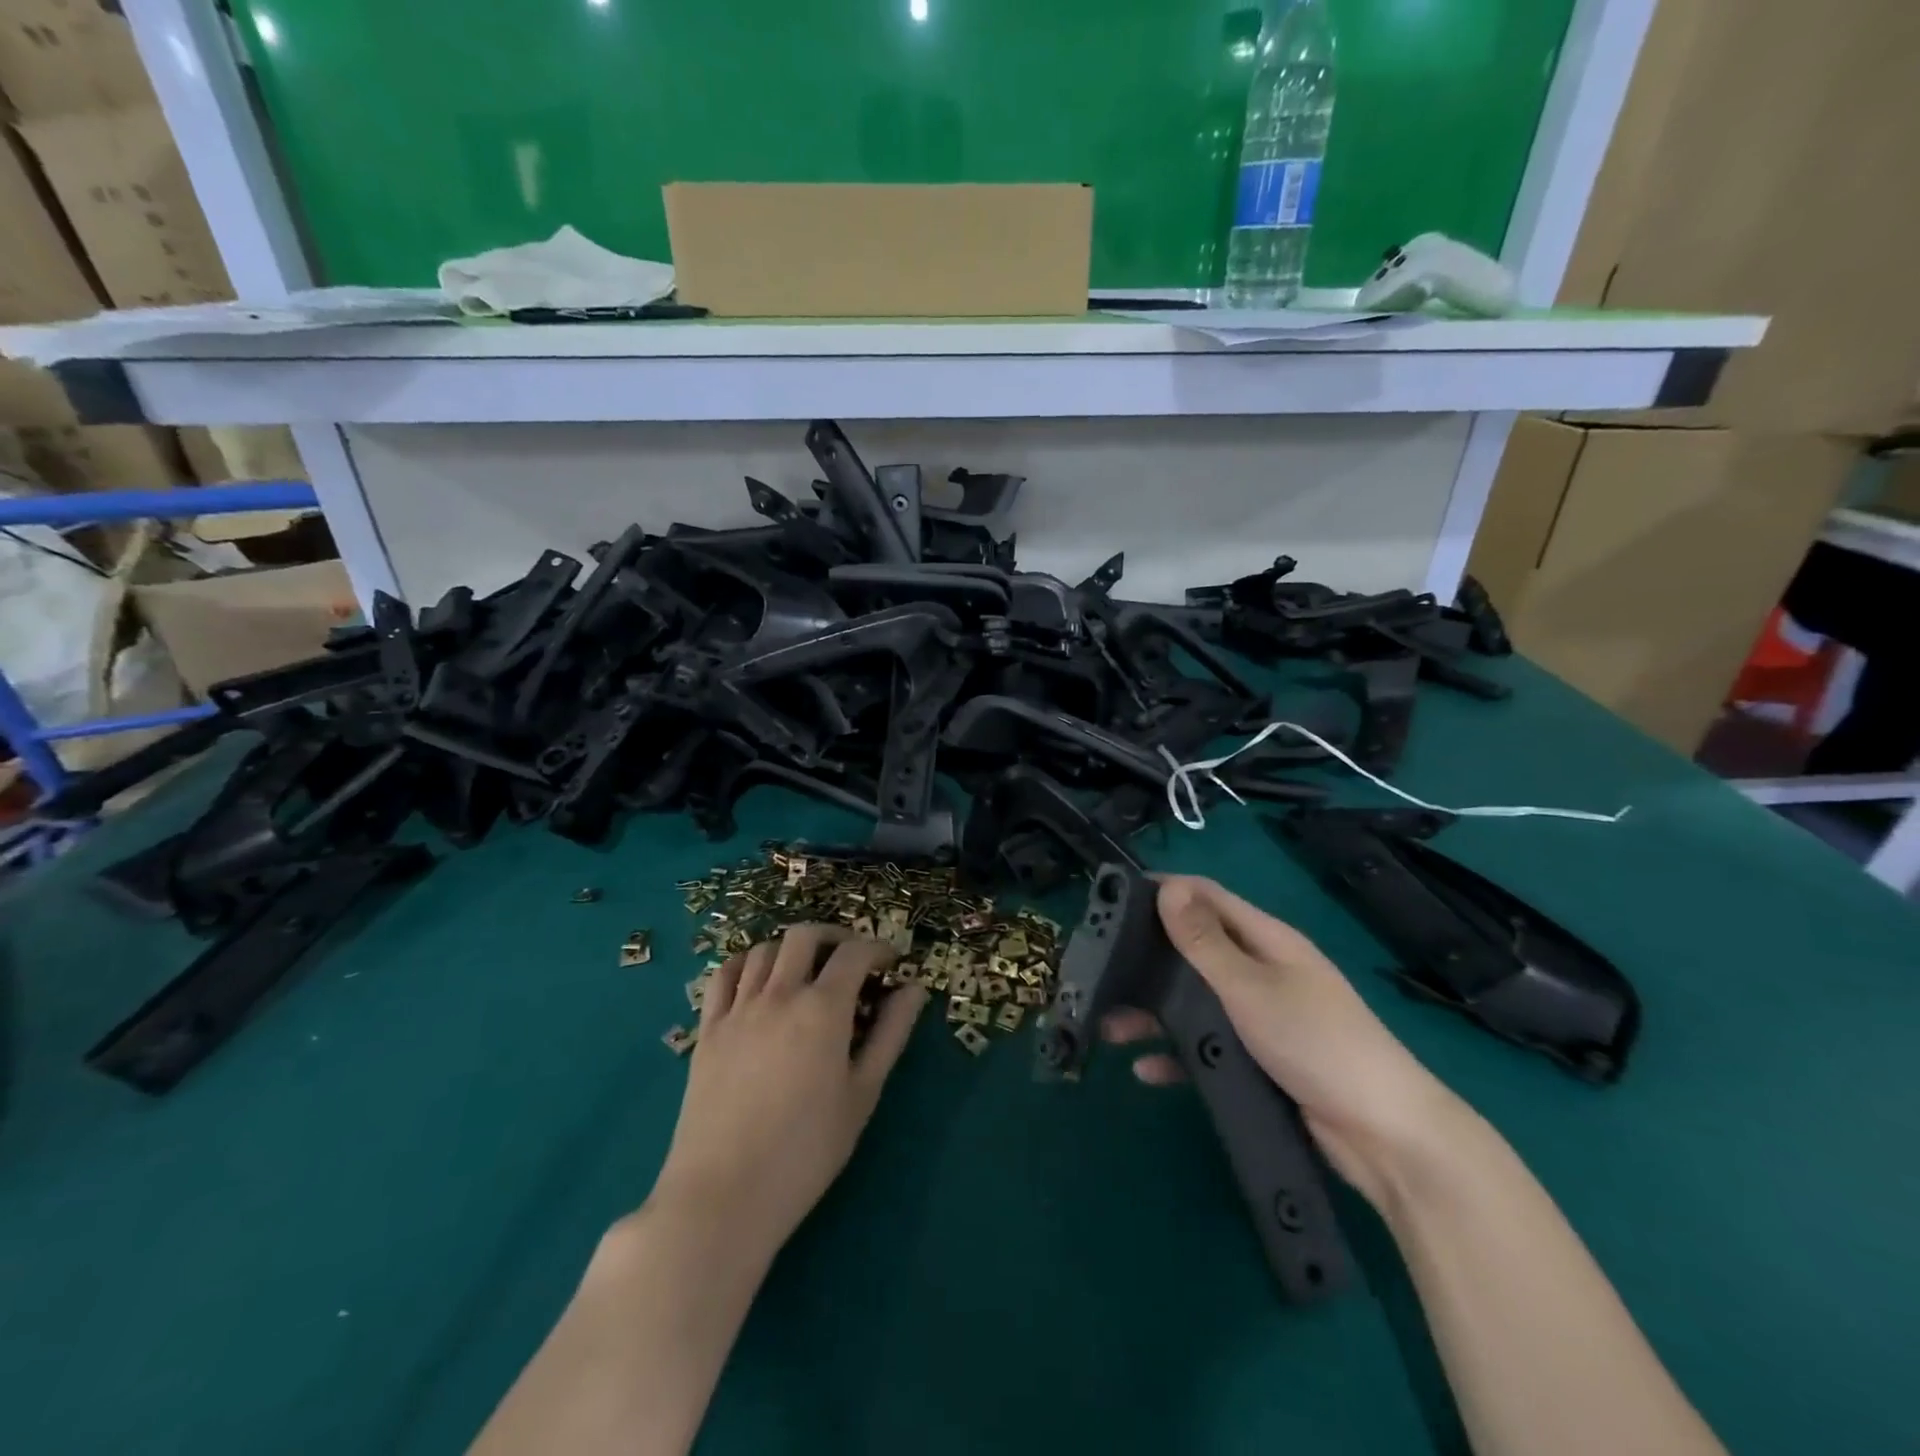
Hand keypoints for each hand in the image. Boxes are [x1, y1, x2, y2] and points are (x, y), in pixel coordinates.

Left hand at [649, 925, 927, 1259]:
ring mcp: (737, 1009)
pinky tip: (757, 979)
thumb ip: (890, 1034)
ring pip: (763, 950)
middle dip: (834, 937)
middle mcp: (779, 994)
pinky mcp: (707, 1030)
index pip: (854, 953)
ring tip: (806, 970)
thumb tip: (914, 990)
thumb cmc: (806, 1151)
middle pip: (804, 936)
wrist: (725, 1195)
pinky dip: (745, 964)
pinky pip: (723, 976)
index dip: (878, 948)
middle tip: (850, 958)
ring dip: (791, 949)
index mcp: (822, 1009)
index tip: (891, 962)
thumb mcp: (862, 1094)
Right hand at [1103, 875, 1466, 1208]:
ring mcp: (1260, 1016)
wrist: (1384, 1136)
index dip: (1164, 891)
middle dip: (1148, 958)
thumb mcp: (1251, 987)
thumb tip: (1169, 887)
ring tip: (1108, 1025)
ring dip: (1154, 1011)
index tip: (1115, 898)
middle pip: (1194, 951)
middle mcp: (1261, 971)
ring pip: (1195, 1002)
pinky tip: (1145, 1069)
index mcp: (1266, 940)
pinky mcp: (1259, 1058)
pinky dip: (1178, 1053)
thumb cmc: (1316, 1042)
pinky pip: (1208, 1046)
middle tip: (1100, 966)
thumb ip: (1205, 942)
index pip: (1207, 897)